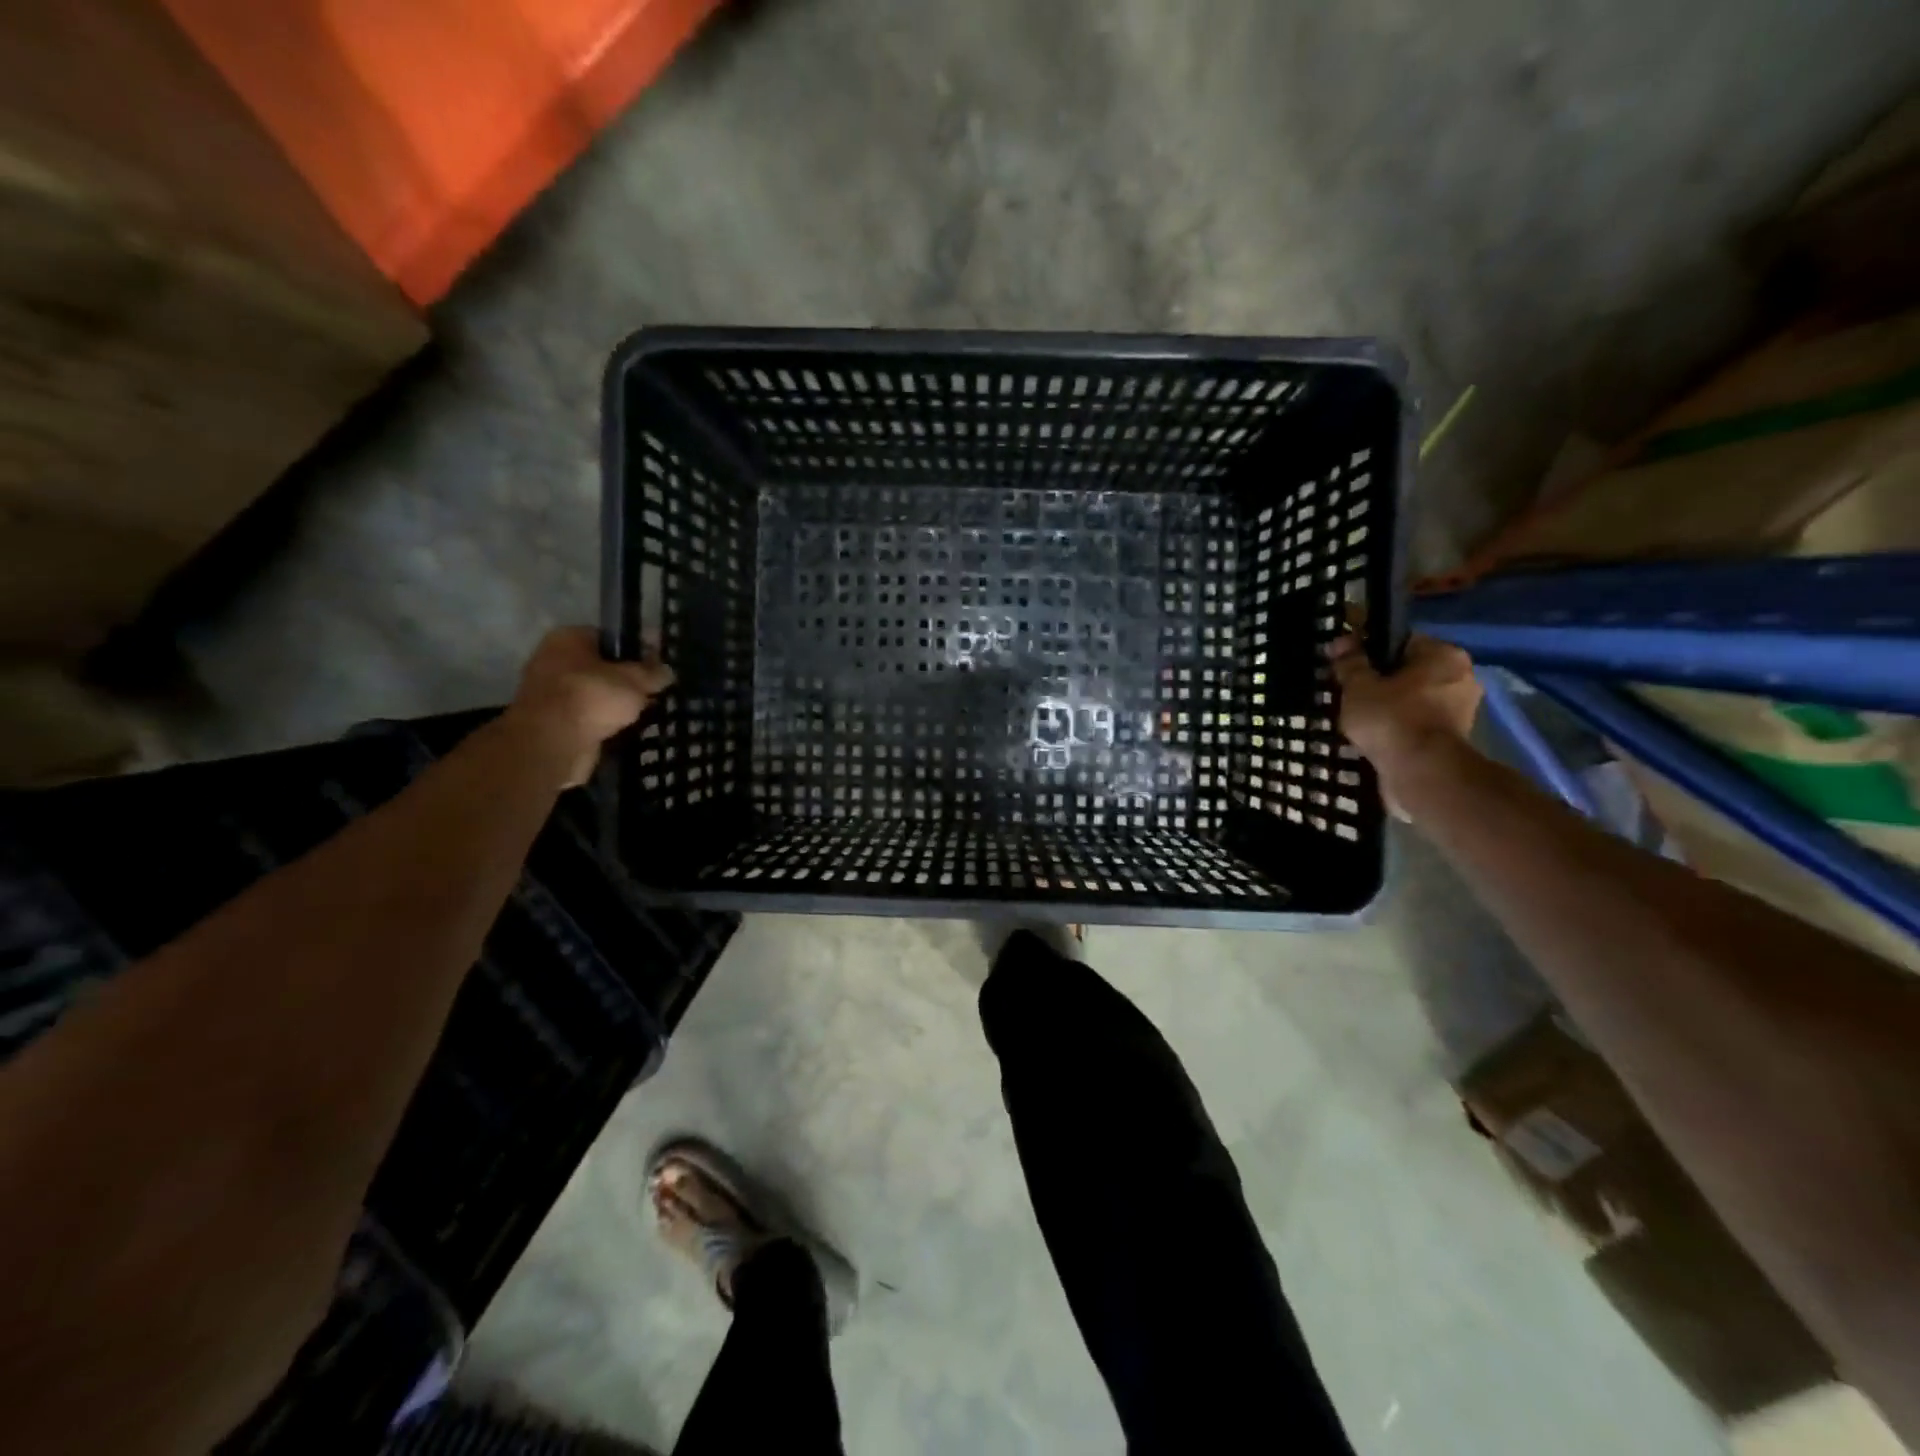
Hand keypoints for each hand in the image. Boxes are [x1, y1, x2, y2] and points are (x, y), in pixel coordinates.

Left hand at [505, 627, 673, 787]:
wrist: (552, 744)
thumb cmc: (592, 698)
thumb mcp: (634, 681)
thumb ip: (653, 673)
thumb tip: (666, 671)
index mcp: (568, 638)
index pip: (610, 636)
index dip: (638, 648)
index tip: (659, 664)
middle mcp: (554, 659)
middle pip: (602, 666)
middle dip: (628, 679)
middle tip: (655, 690)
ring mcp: (550, 692)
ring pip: (596, 693)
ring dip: (617, 702)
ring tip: (646, 711)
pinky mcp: (554, 721)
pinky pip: (589, 715)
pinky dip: (606, 721)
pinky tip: (627, 728)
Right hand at [1330, 632, 1480, 796]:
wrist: (1421, 772)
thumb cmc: (1391, 718)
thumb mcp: (1359, 686)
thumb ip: (1350, 663)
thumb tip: (1341, 641)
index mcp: (1445, 655)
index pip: (1402, 642)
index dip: (1370, 651)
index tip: (1348, 666)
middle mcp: (1461, 678)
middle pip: (1410, 672)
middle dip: (1382, 682)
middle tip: (1351, 694)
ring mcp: (1461, 711)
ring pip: (1414, 700)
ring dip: (1390, 707)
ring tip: (1359, 719)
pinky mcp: (1453, 740)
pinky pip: (1417, 724)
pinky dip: (1399, 728)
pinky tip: (1375, 737)